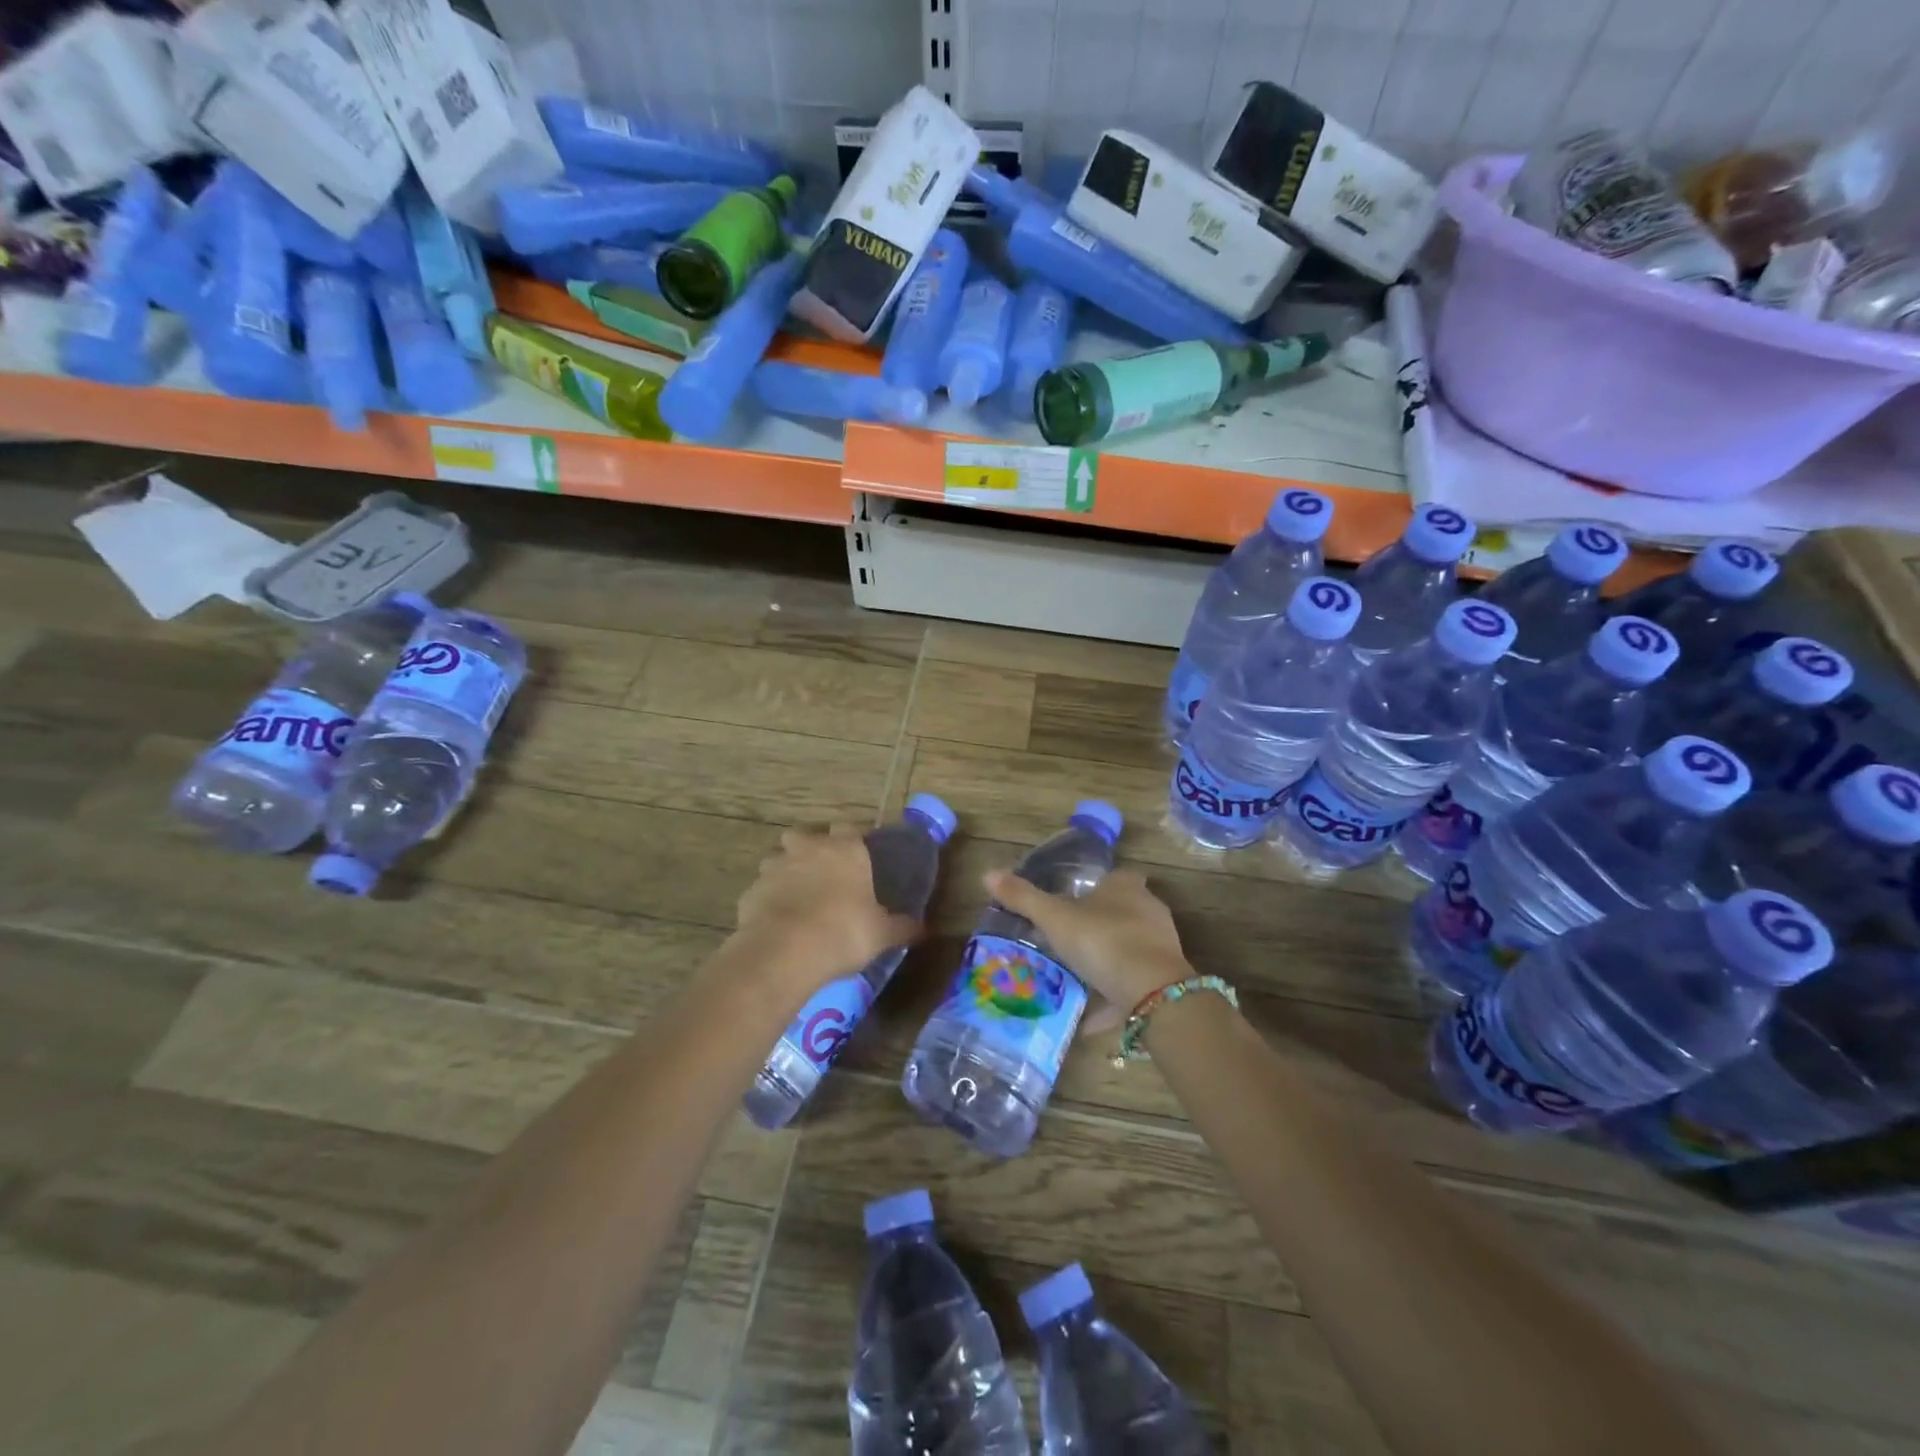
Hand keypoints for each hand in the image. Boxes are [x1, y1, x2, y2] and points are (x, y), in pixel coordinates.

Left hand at [734, 824, 920, 993]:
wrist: (786, 952)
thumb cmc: (844, 932)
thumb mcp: (882, 934)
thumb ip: (902, 927)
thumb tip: (923, 929)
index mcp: (845, 850)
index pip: (847, 827)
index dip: (850, 839)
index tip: (856, 856)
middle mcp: (808, 850)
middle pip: (802, 835)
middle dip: (807, 847)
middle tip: (820, 873)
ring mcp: (774, 868)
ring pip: (776, 859)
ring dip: (783, 872)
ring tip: (795, 898)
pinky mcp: (750, 892)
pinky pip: (760, 890)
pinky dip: (767, 901)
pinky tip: (776, 922)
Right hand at [983, 867, 1191, 1027]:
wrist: (1153, 992)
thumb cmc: (1102, 940)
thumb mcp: (1054, 918)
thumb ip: (1024, 898)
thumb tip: (988, 873)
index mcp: (1126, 887)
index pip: (1116, 876)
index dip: (1097, 886)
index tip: (1074, 899)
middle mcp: (1148, 910)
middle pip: (1124, 911)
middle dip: (1100, 923)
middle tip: (1068, 939)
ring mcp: (1161, 946)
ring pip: (1130, 949)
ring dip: (1107, 962)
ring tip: (1075, 978)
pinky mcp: (1164, 980)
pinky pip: (1133, 986)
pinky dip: (1112, 1000)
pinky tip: (1088, 1020)